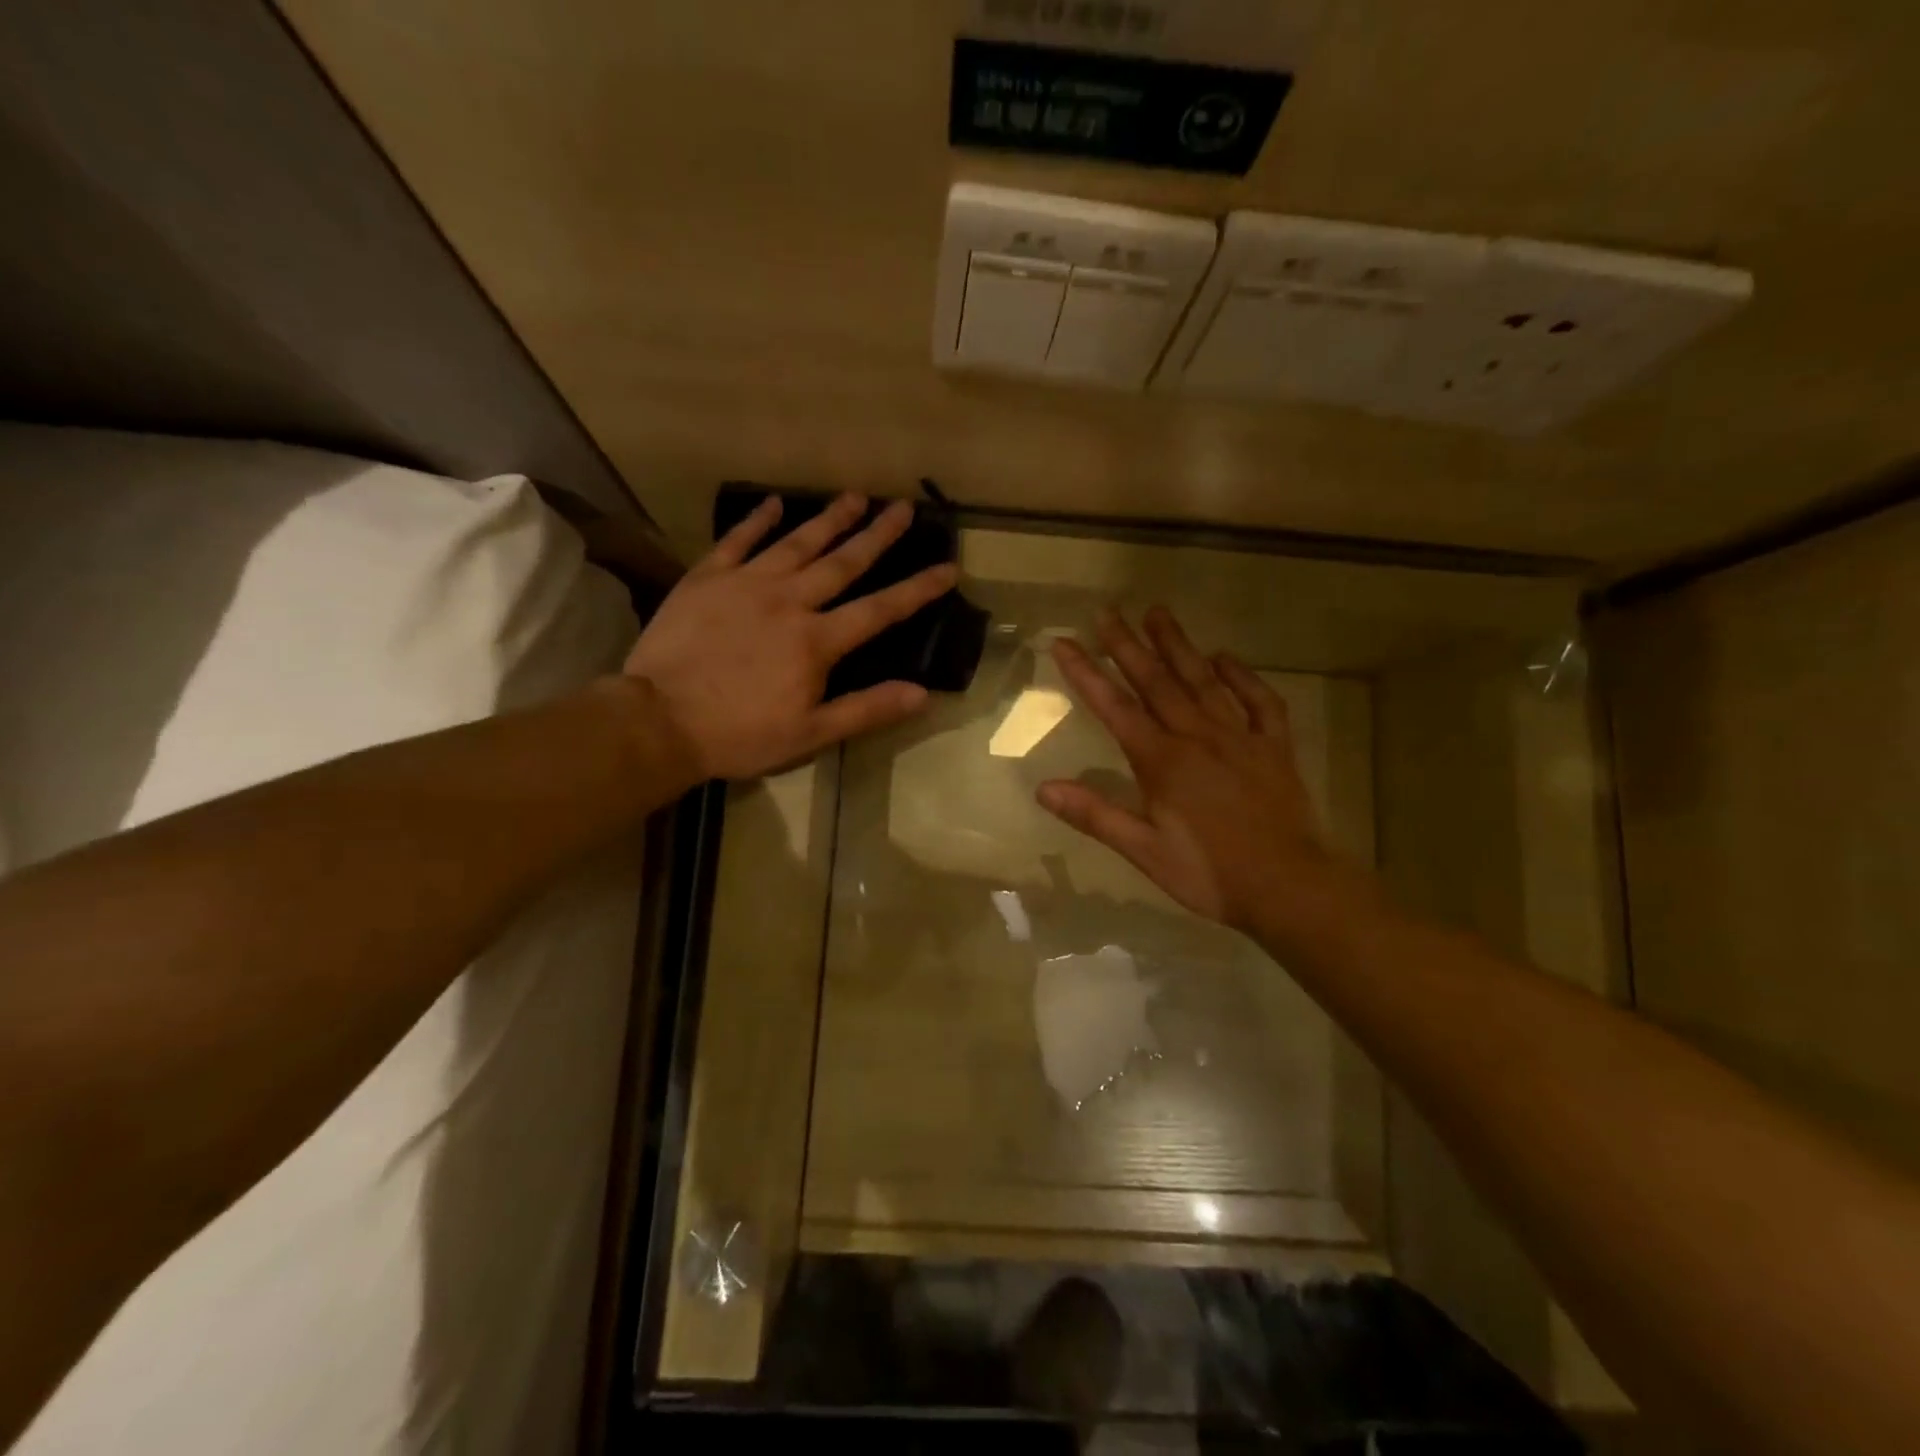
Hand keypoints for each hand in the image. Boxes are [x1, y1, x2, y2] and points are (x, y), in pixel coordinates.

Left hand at [623, 492, 957, 781]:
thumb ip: (867, 709)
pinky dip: (756, 521)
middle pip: (842, 562)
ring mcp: (746, 584)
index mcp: (817, 641)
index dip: (917, 589)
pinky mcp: (707, 579)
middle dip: (877, 535)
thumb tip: (922, 694)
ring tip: (855, 496)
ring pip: (797, 543)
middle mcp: (789, 601)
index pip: (880, 610)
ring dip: (829, 519)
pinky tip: (773, 504)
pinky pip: (737, 541)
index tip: (948, 567)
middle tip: (903, 507)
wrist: (658, 721)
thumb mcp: (810, 734)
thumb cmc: (739, 734)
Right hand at [1037, 607, 1348, 933]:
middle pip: (1156, 681)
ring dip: (1178, 645)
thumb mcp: (1143, 850)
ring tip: (1158, 613)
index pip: (1114, 707)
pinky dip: (1242, 677)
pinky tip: (1225, 658)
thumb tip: (1043, 788)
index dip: (1086, 673)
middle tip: (1107, 611)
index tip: (1064, 641)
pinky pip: (1260, 701)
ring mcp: (1239, 736)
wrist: (1289, 886)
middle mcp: (1197, 736)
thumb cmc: (1209, 873)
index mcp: (1162, 760)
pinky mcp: (1274, 747)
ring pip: (1203, 680)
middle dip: (1127, 645)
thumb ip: (1095, 815)